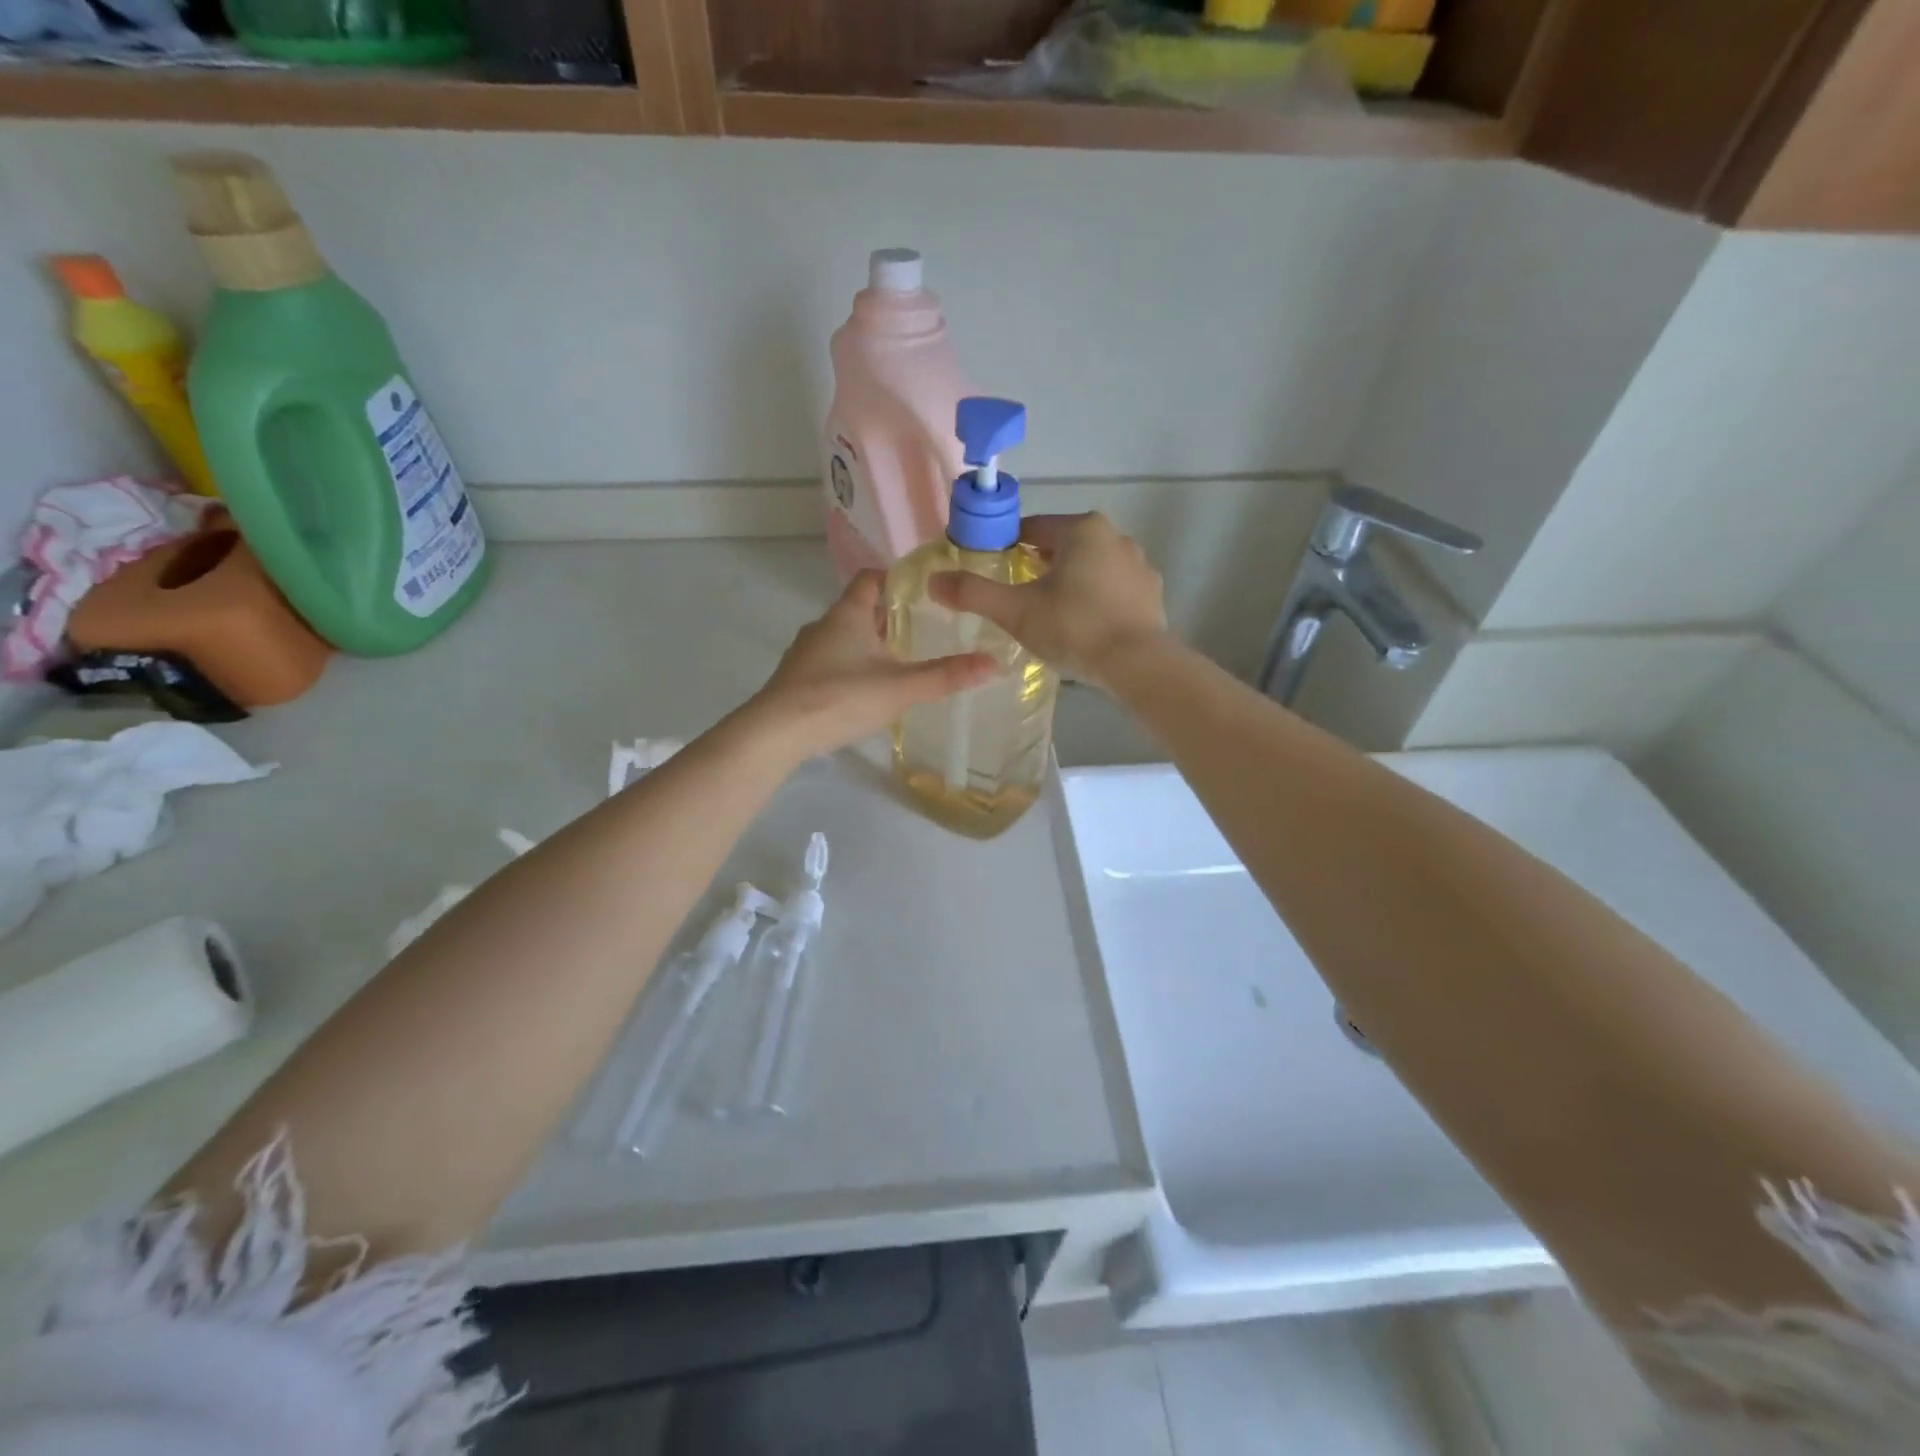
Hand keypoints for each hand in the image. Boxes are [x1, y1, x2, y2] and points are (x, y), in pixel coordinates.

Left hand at [750, 570, 996, 760]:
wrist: (776, 733)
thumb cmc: (841, 698)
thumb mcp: (901, 688)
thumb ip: (946, 676)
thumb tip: (995, 664)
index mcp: (848, 614)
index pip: (870, 577)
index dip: (895, 578)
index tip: (922, 592)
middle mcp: (823, 625)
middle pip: (859, 608)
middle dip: (889, 617)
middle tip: (922, 631)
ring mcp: (805, 652)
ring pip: (843, 637)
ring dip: (868, 645)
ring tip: (898, 663)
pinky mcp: (796, 678)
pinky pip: (829, 661)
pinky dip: (850, 666)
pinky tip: (864, 691)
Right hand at [928, 513, 1167, 687]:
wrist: (1137, 663)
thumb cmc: (1074, 627)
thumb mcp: (1016, 611)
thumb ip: (974, 593)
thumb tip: (933, 580)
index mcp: (1082, 529)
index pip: (1032, 529)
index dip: (1007, 548)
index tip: (994, 572)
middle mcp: (1115, 536)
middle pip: (1062, 546)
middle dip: (1039, 567)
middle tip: (1019, 599)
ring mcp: (1139, 565)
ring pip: (1090, 568)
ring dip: (1069, 583)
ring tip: (1051, 616)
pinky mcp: (1151, 593)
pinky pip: (1112, 589)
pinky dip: (1095, 600)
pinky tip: (1084, 627)